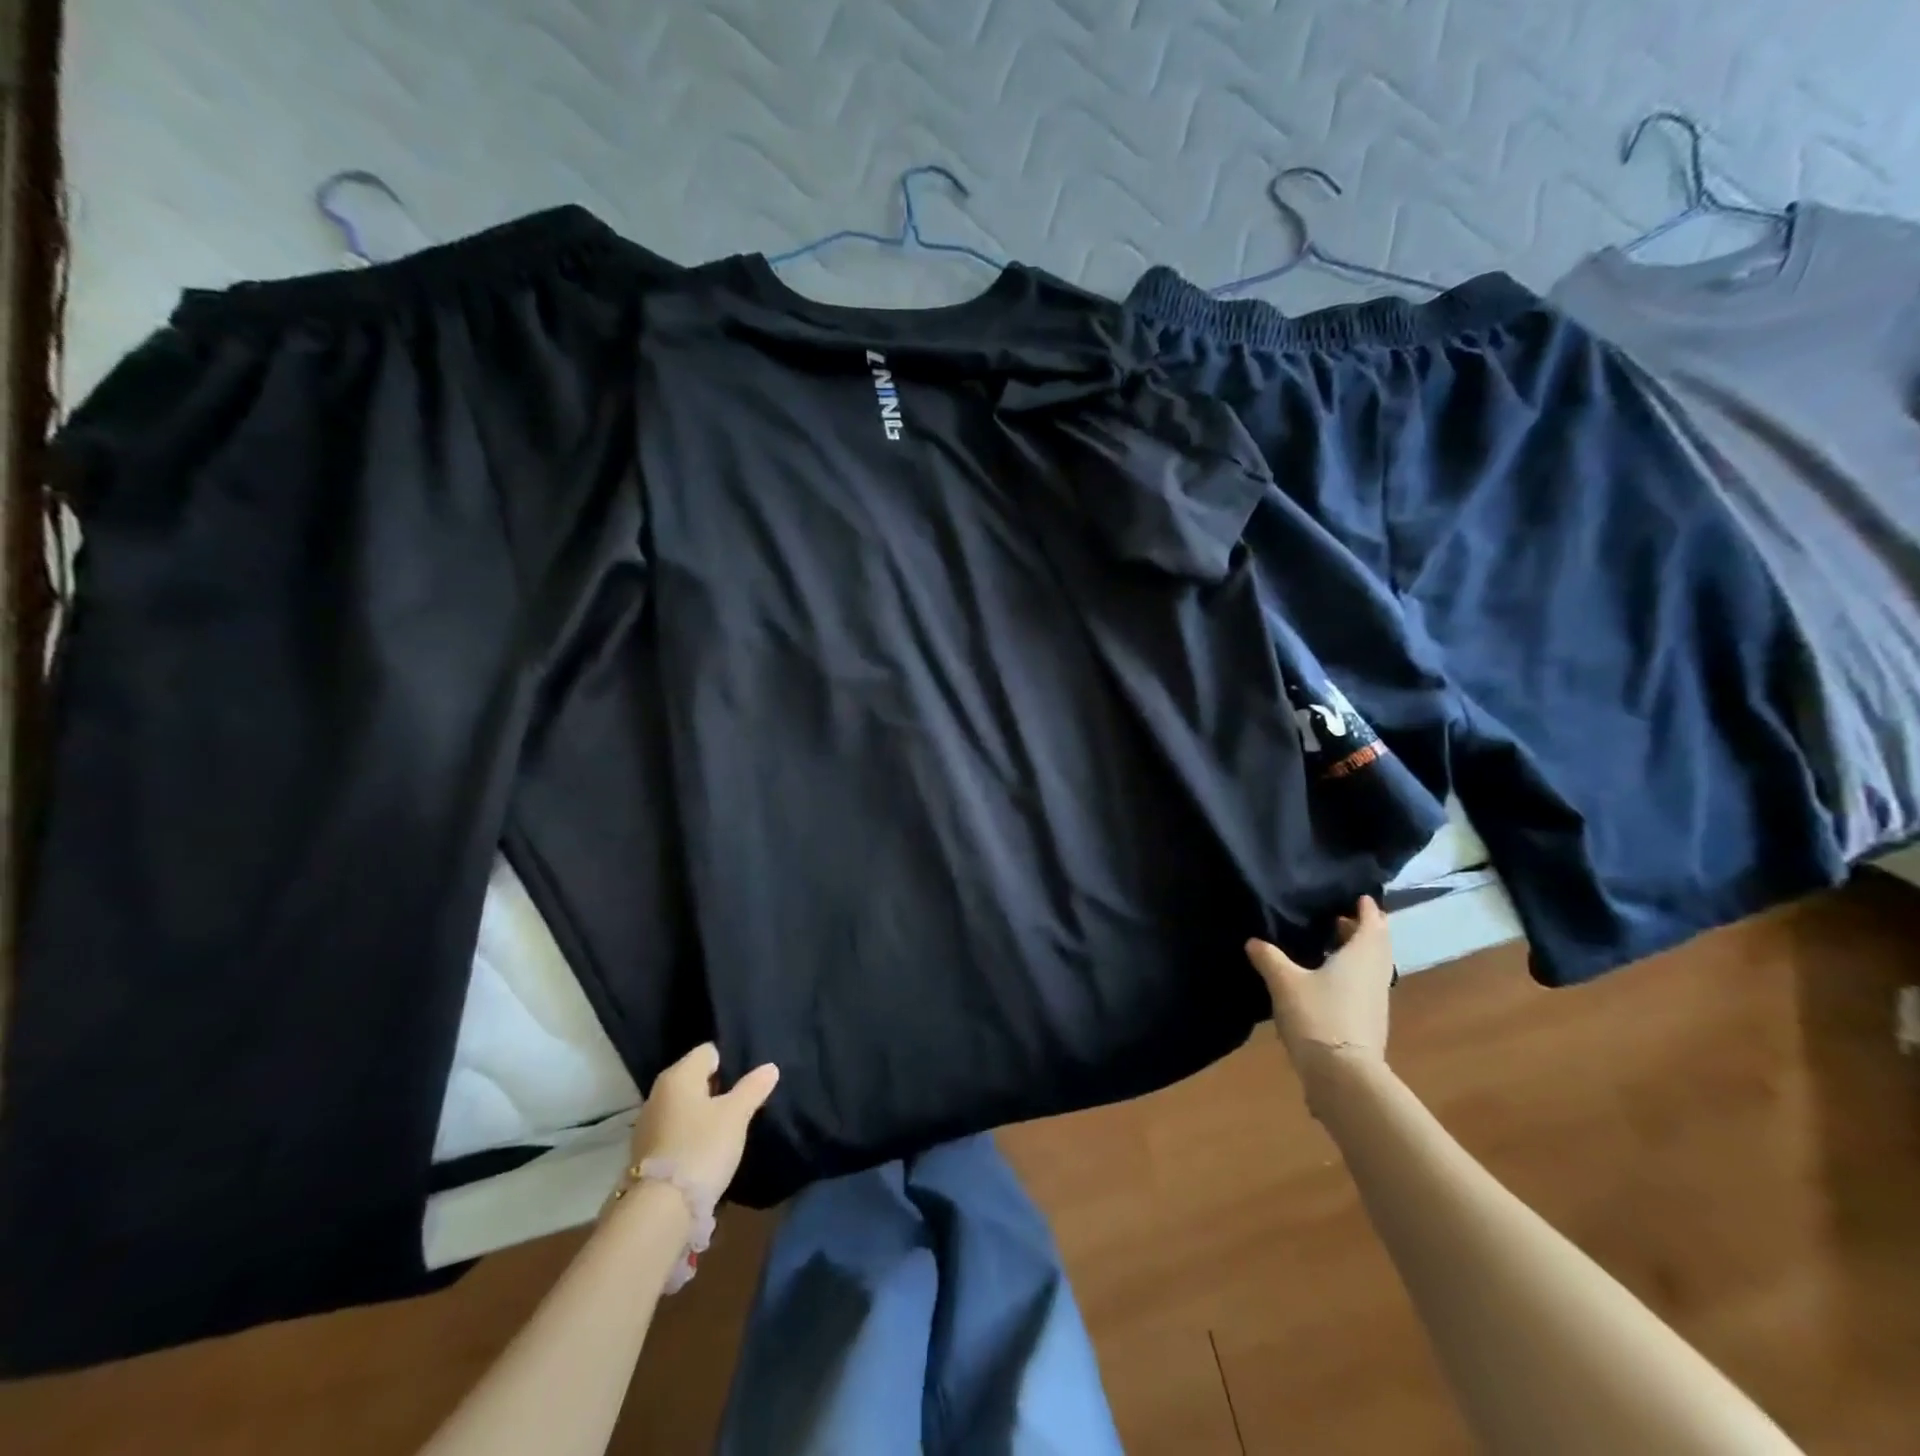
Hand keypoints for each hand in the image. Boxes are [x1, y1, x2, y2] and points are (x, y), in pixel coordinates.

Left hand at [627, 1043, 779, 1206]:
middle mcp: (658, 1092)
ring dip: (701, 1112)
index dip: (729, 1062)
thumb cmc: (702, 1148)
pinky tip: (704, 1150)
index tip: (745, 1081)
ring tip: (725, 1129)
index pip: (708, 1052)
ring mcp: (648, 1123)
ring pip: (683, 1105)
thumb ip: (753, 1088)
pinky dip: (688, 1133)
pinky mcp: (644, 1151)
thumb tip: (770, 1067)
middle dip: (716, 1088)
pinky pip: (674, 1129)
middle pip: (694, 1078)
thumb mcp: (736, 1116)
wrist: (660, 1209)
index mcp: (679, 1075)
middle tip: (740, 1104)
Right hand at [1246, 896, 1392, 1077]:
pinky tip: (1328, 979)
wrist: (1343, 1076)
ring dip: (1357, 952)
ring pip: (1372, 966)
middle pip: (1376, 945)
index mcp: (1361, 956)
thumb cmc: (1318, 1016)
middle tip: (1339, 917)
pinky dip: (1352, 973)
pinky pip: (1364, 985)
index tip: (1358, 897)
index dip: (1366, 909)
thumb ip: (1269, 958)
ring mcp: (1375, 1000)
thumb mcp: (1284, 982)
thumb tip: (1254, 941)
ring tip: (1331, 945)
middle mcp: (1375, 974)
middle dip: (1362, 929)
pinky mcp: (1369, 1021)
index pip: (1372, 924)